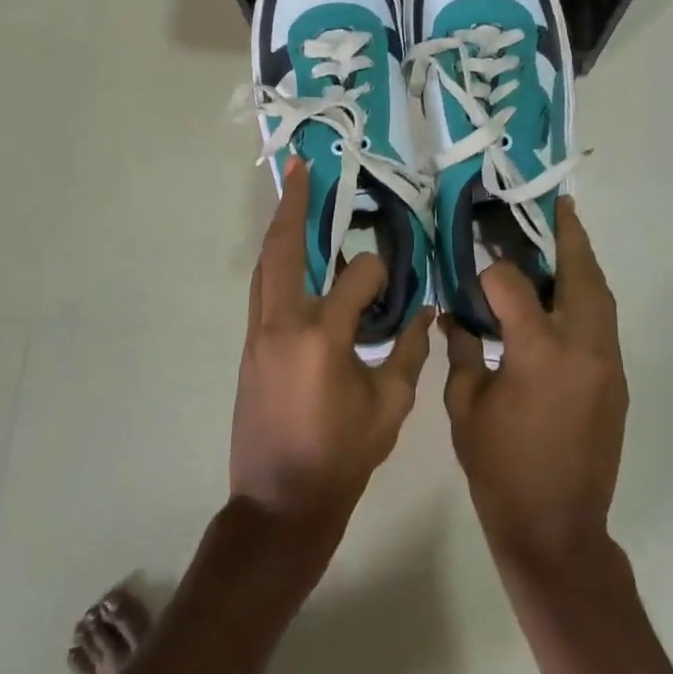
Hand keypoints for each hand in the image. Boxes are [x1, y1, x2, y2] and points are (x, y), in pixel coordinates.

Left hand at [231, 157, 432, 539]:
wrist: (278, 505)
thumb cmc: (340, 458)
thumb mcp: (390, 407)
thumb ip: (408, 350)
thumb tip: (424, 309)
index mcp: (323, 337)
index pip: (357, 278)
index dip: (381, 273)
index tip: (396, 281)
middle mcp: (283, 323)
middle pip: (284, 248)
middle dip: (294, 205)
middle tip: (302, 168)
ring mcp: (258, 333)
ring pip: (265, 265)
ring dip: (280, 228)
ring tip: (293, 196)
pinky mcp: (249, 346)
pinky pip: (262, 290)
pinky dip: (277, 263)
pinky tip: (294, 256)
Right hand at [444, 198, 626, 569]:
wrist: (557, 530)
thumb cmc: (500, 470)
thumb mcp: (465, 407)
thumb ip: (463, 350)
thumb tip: (457, 313)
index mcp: (538, 353)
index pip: (513, 285)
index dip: (491, 273)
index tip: (475, 269)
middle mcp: (582, 348)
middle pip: (580, 275)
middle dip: (568, 237)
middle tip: (557, 207)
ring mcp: (606, 363)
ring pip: (601, 296)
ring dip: (583, 264)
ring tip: (566, 237)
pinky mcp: (616, 380)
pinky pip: (604, 322)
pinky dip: (587, 297)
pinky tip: (566, 293)